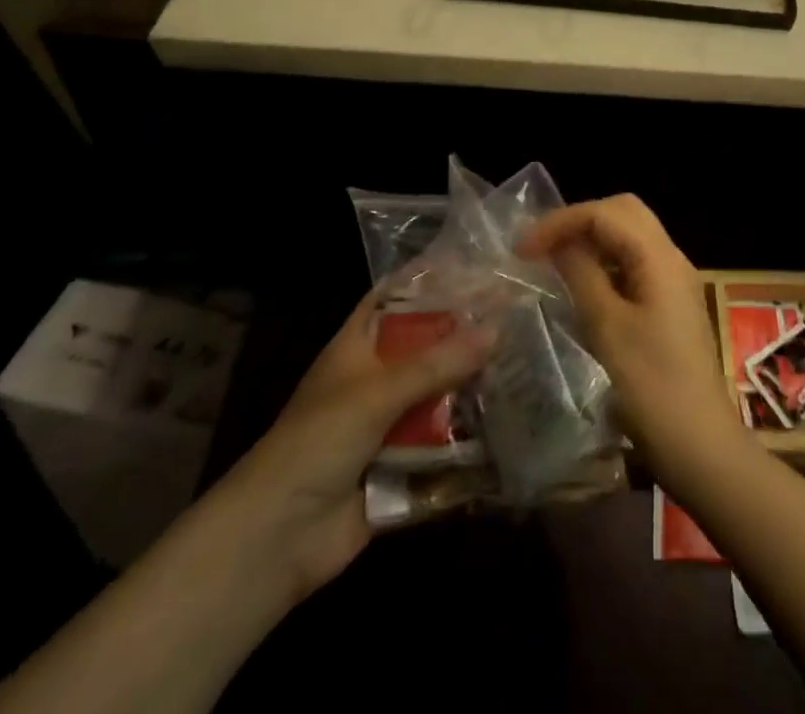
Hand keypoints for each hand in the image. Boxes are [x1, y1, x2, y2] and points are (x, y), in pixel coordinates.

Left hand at [215, 288, 491, 612]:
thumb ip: (436, 363)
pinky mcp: (402, 467)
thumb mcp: (377, 392)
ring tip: (527, 367)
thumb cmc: (318, 442)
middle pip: (426, 348)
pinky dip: (468, 442)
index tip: (476, 267)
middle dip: (465, 338)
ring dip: (472, 390)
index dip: (429, 281)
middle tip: (518, 318)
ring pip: (438, 397)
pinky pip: (442, 447)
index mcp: (358, 347)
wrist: (277, 538)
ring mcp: (388, 425)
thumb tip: (496, 330)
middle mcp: (375, 380)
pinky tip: (513, 426)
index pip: (395, 298)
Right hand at [518, 195, 746, 486]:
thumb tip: (558, 244)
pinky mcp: (671, 303)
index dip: (561, 222)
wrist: (701, 446)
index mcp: (659, 257)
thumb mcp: (606, 328)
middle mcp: (672, 258)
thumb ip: (581, 275)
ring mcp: (675, 281)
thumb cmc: (651, 387)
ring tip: (553, 260)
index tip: (522, 248)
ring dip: (592, 238)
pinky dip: (605, 261)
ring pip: (630, 235)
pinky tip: (582, 285)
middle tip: (540, 246)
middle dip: (579, 220)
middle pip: (623, 212)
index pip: (605, 212)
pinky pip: (635, 262)